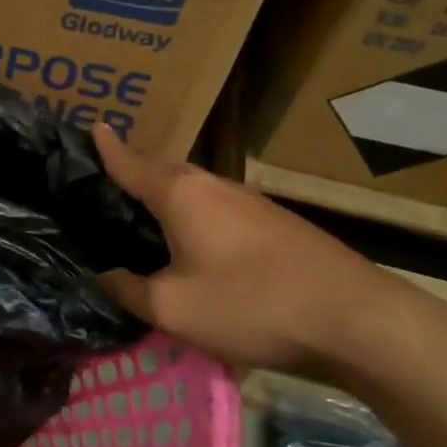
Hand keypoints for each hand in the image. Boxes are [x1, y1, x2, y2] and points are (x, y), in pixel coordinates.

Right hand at [91, 124, 402, 371]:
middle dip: (134, 175)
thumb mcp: (172, 307)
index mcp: (181, 193)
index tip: (91, 127)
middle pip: (162, 172)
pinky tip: (193, 248)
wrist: (355, 320)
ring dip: (166, 201)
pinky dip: (193, 219)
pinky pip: (216, 211)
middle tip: (104, 192)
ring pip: (193, 193)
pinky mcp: (274, 224)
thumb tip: (103, 276)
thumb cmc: (250, 304)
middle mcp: (214, 185)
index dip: (107, 148)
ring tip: (142, 222)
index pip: (130, 162)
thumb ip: (127, 290)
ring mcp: (250, 202)